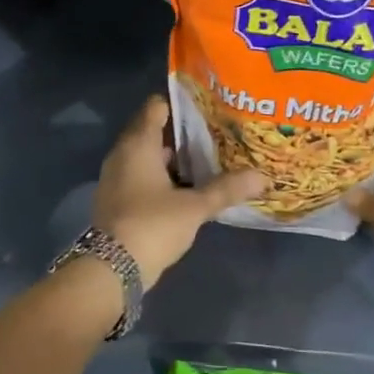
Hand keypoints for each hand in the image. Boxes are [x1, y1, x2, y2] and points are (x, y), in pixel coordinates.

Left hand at [92, 96, 263, 286]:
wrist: (111, 269)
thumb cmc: (152, 225)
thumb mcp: (194, 207)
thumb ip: (226, 189)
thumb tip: (262, 176)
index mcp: (138, 144)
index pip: (156, 107)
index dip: (180, 104)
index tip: (207, 106)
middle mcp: (123, 153)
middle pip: (152, 131)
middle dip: (181, 133)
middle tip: (215, 133)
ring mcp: (116, 177)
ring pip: (147, 156)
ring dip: (172, 158)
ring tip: (206, 159)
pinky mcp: (117, 199)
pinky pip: (141, 176)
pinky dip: (161, 177)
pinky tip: (186, 188)